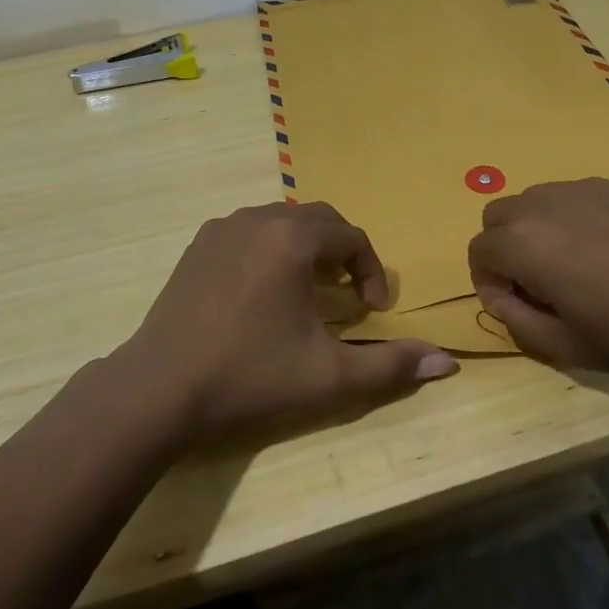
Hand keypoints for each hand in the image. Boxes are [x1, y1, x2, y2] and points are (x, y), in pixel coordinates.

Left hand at [116, 202, 457, 443]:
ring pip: (281, 223)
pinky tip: (264, 293)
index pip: (351, 237)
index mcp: (293, 239)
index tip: (373, 310)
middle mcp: (258, 219)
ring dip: (307, 249)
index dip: (371, 271)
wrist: (160, 389)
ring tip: (310, 292)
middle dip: (342, 253)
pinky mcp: (197, 246)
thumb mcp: (329, 377)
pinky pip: (249, 232)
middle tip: (348, 295)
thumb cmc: (251, 376)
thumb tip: (448, 362)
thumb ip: (391, 366)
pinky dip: (271, 251)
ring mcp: (222, 229)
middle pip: (318, 221)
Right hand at [467, 178, 608, 383]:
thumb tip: (501, 297)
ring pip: (540, 199)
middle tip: (540, 283)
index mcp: (523, 242)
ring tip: (581, 265)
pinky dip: (582, 219)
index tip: (517, 307)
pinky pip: (583, 197)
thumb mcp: (567, 347)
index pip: (478, 251)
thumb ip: (516, 322)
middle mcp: (545, 203)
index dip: (489, 282)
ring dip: (541, 229)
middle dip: (507, 247)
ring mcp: (587, 187)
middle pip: (500, 215)